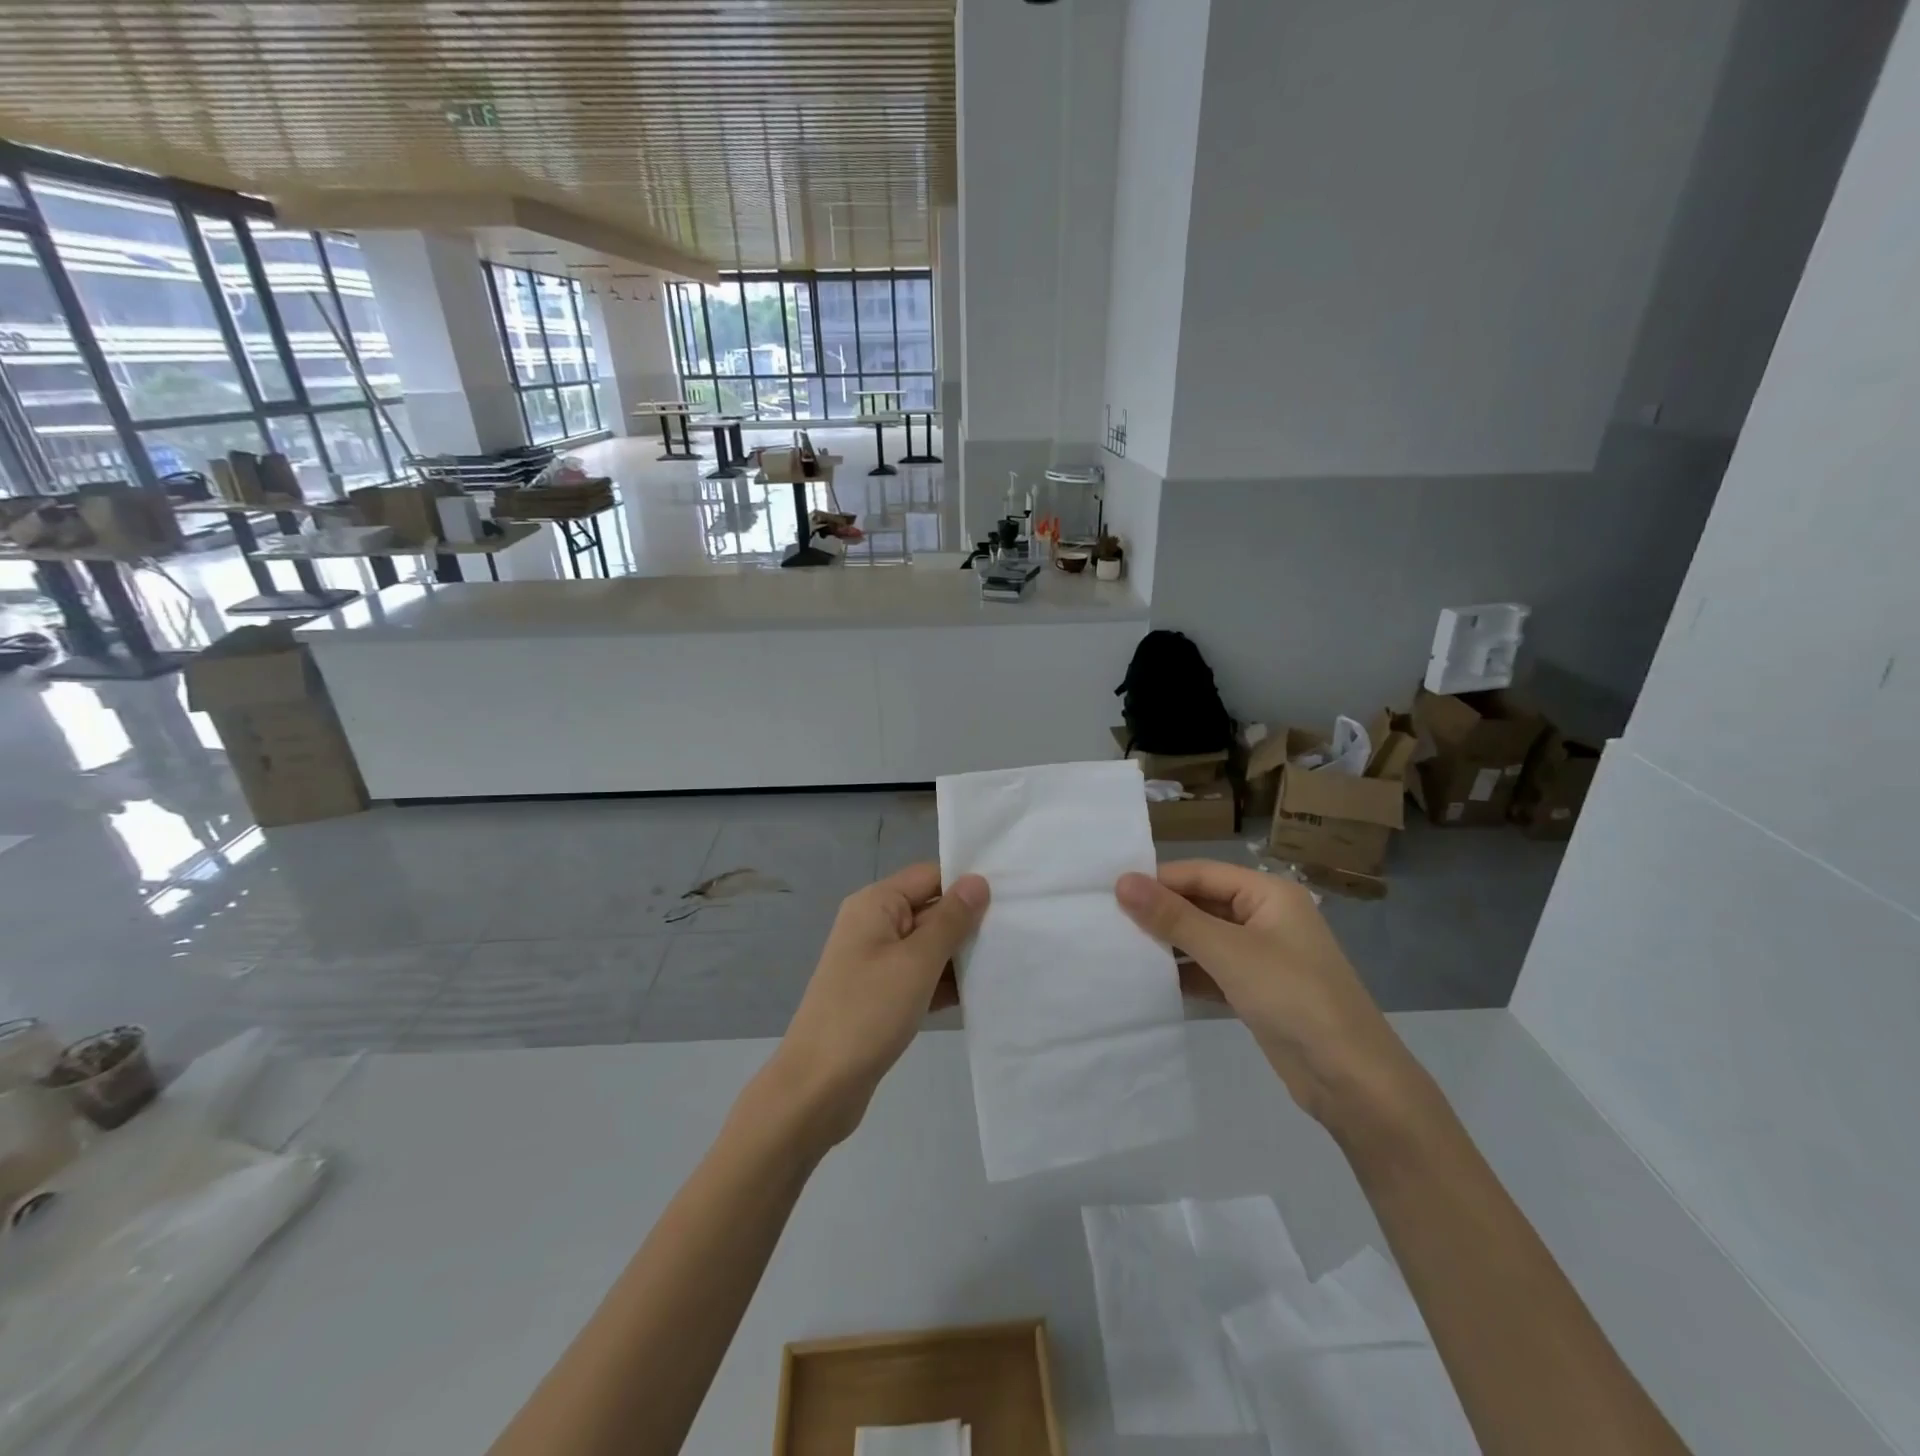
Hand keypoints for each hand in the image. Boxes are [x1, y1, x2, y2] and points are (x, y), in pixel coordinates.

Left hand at [768, 862, 988, 1148]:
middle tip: (1019, 931)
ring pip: (929, 946)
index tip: (1012, 895)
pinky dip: (946, 983)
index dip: (967, 883)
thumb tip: (977, 881)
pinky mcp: (882, 996)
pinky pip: (922, 977)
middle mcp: (874, 925)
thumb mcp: (916, 962)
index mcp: (876, 904)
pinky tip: (982, 994)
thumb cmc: (867, 1012)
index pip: (930, 876)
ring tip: (1010, 961)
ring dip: (961, 956)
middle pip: (931, 909)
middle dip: (969, 922)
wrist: (818, 1087)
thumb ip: (950, 920)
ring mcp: (877, 962)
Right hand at [1115, 860, 1420, 1130]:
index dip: (1158, 880)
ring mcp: (1262, 956)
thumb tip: (1122, 882)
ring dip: (1169, 943)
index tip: (1109, 892)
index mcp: (1269, 893)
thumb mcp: (1229, 952)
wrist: (1353, 1082)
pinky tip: (1149, 980)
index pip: (1201, 873)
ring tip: (1119, 947)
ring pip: (1204, 938)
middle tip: (1107, 920)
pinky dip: (1185, 972)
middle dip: (1161, 912)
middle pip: (1202, 903)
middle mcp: (1266, 917)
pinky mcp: (1257, 990)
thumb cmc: (1293, 998)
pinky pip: (1211, 969)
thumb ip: (1173, 917)